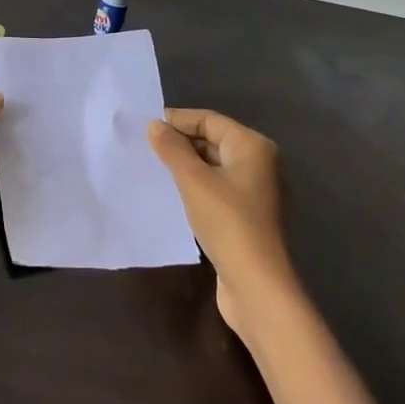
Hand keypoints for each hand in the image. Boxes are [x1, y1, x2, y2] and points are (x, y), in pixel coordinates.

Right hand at [149, 108, 297, 333]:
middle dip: (181, 142)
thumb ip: (172, 149)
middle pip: (214, 140)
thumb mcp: (193, 181)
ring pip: (214, 165)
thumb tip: (155, 125)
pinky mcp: (247, 214)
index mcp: (252, 146)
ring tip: (154, 168)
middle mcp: (259, 162)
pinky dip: (196, 185)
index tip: (146, 127)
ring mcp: (255, 190)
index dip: (178, 120)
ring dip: (186, 164)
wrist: (256, 283)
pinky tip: (173, 193)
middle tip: (145, 148)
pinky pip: (217, 187)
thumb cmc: (227, 222)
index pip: (210, 119)